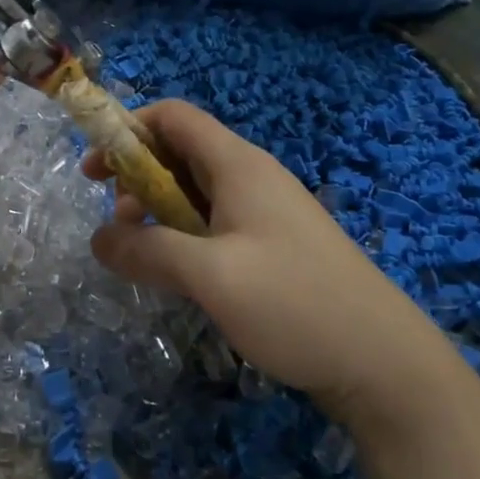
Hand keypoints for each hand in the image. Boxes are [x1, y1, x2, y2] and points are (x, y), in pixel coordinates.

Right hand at [86, 100, 458, 427]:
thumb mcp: (210, 275)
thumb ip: (147, 251)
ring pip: (195, 190)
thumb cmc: (294, 303)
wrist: (383, 361)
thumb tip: (98, 239)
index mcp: (238, 165)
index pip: (173, 116)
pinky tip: (177, 272)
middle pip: (180, 151)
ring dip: (158, 209)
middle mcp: (251, 177)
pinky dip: (183, 234)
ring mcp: (265, 212)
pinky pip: (214, 222)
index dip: (128, 129)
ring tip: (141, 251)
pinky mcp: (273, 246)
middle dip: (137, 174)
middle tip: (115, 219)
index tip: (96, 169)